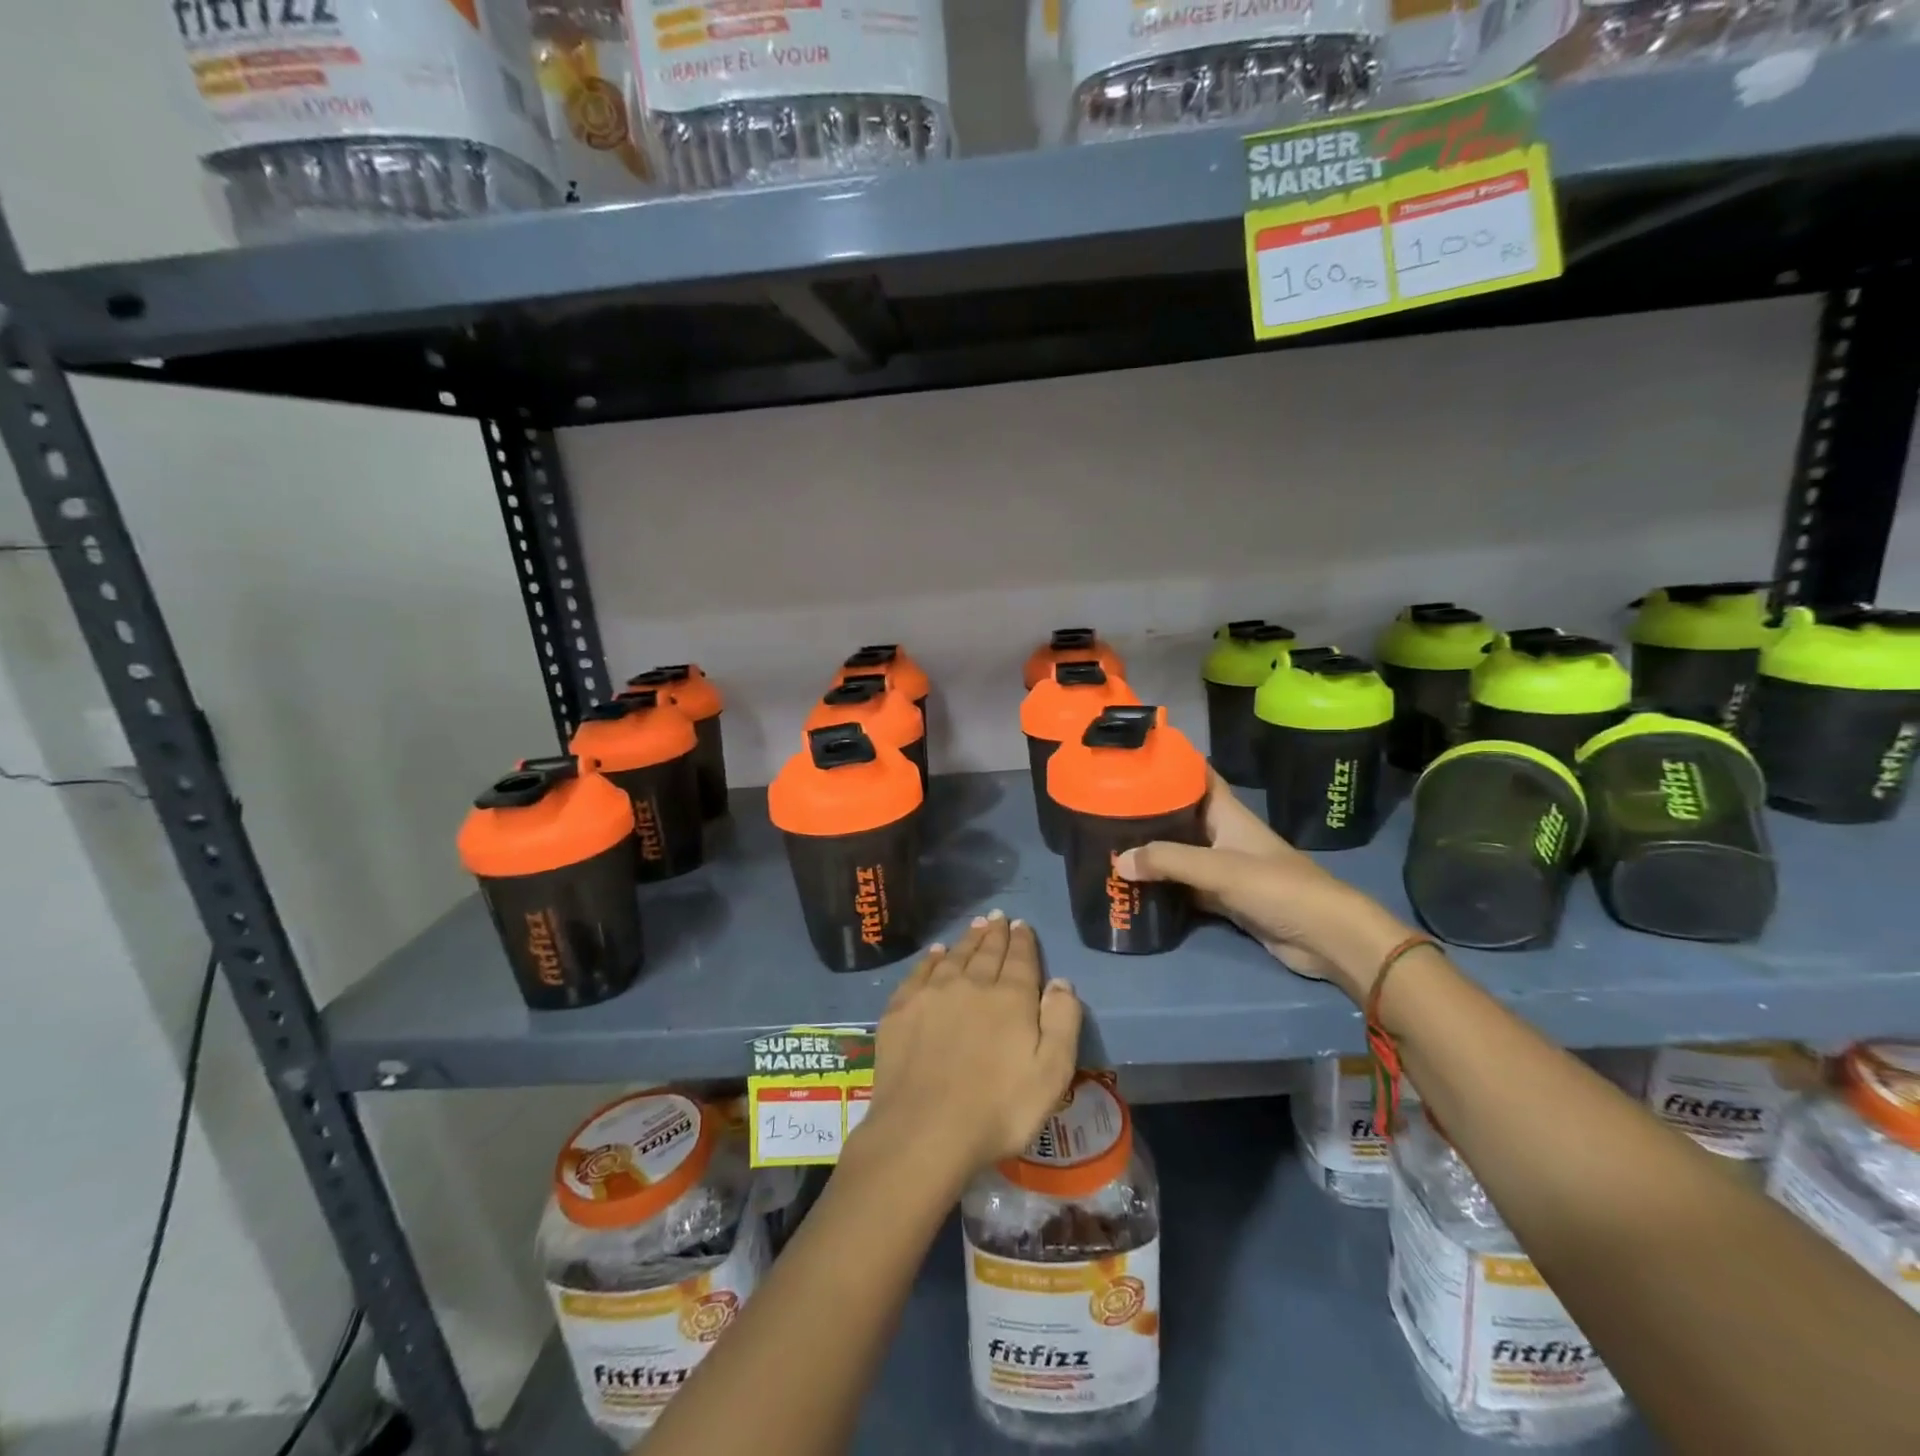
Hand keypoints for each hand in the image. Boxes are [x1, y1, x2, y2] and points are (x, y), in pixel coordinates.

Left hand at [864, 912, 1081, 1180]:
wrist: (924, 1131)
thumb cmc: (998, 1109)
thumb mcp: (1051, 1073)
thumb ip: (1062, 1022)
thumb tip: (1061, 982)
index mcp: (1010, 998)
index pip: (1020, 959)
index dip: (1023, 941)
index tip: (1022, 925)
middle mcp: (971, 984)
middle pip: (986, 952)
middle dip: (995, 934)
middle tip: (998, 917)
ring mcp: (932, 994)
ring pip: (954, 956)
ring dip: (967, 939)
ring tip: (975, 926)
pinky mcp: (901, 1010)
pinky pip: (921, 972)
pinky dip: (931, 958)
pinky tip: (936, 952)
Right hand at [1116, 772, 1410, 1000]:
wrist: (1324, 937)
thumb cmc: (1277, 887)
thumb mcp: (1219, 868)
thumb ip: (1168, 861)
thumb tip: (1118, 860)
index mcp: (1228, 814)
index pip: (1197, 776)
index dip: (1169, 763)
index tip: (1133, 757)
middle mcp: (1223, 835)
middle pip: (1181, 815)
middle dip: (1149, 810)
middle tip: (1105, 805)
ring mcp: (1224, 868)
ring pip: (1180, 852)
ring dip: (1152, 850)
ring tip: (1109, 842)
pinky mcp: (1224, 898)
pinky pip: (1185, 886)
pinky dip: (1163, 885)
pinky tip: (1134, 883)